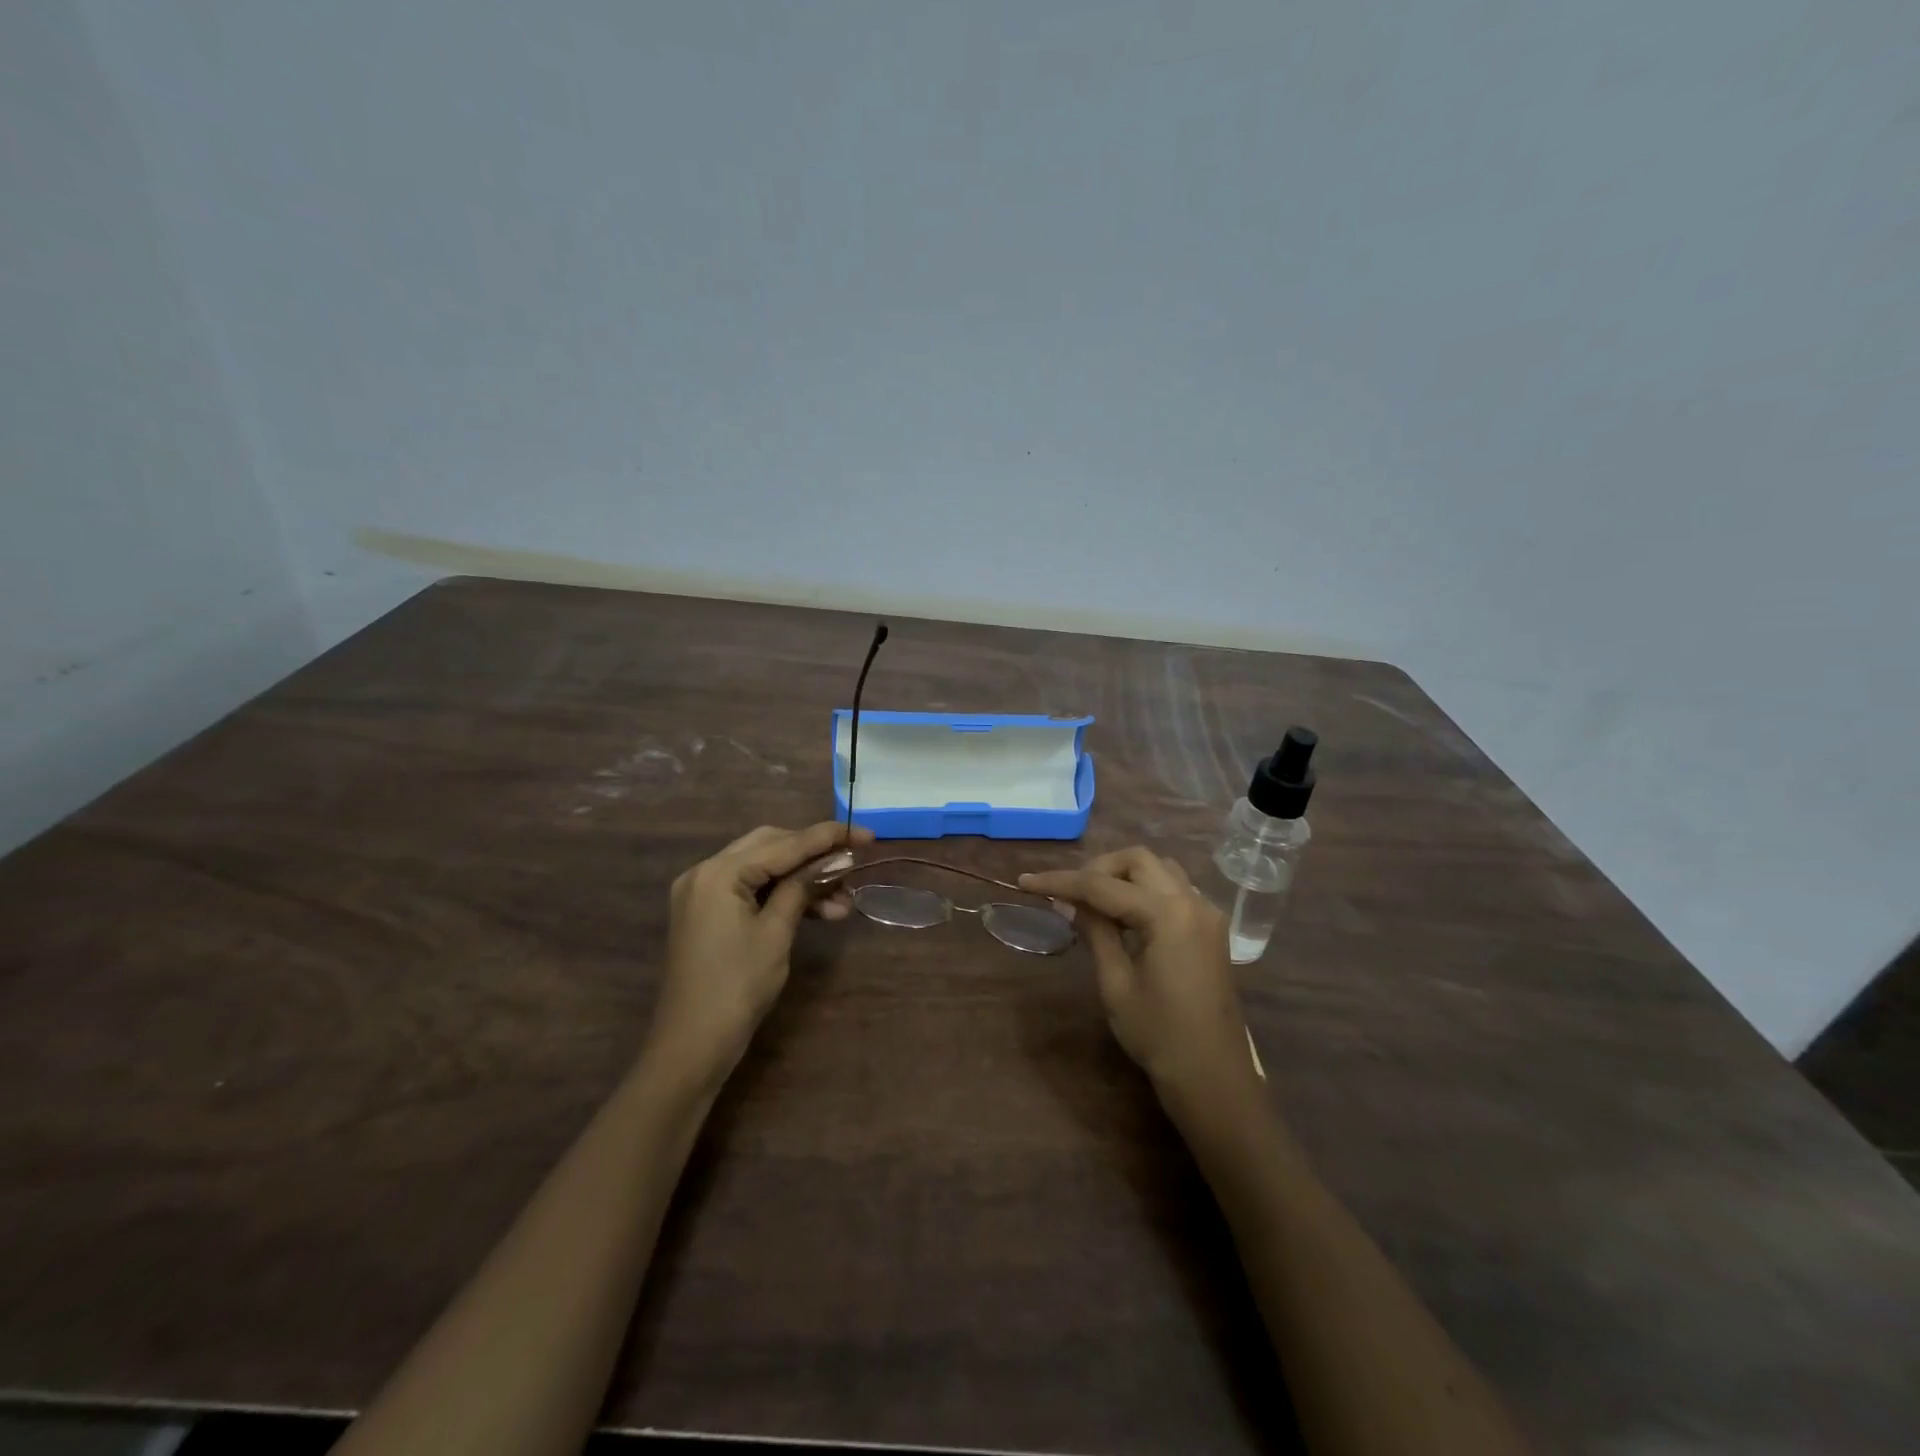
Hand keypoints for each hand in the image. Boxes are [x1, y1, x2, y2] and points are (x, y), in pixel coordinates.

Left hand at [648, 820, 873, 1085]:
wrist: (692, 1046)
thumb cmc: (737, 988)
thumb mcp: (776, 932)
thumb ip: (803, 886)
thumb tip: (836, 859)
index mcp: (718, 872)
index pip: (783, 843)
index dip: (827, 838)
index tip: (866, 834)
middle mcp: (705, 871)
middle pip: (770, 846)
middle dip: (814, 855)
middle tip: (853, 865)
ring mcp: (703, 892)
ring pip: (764, 868)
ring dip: (803, 880)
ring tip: (844, 903)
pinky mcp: (708, 912)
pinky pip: (751, 889)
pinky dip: (783, 895)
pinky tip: (818, 910)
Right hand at [1021, 847, 1253, 1100]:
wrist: (1213, 1076)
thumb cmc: (1159, 1035)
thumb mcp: (1116, 983)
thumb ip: (1094, 932)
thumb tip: (1067, 900)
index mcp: (1167, 914)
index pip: (1103, 886)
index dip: (1061, 881)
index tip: (1026, 881)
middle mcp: (1192, 901)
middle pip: (1138, 860)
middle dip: (1098, 869)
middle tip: (1069, 894)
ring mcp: (1206, 913)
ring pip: (1159, 869)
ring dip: (1123, 876)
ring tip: (1093, 903)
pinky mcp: (1210, 928)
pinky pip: (1174, 889)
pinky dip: (1145, 890)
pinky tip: (1124, 915)